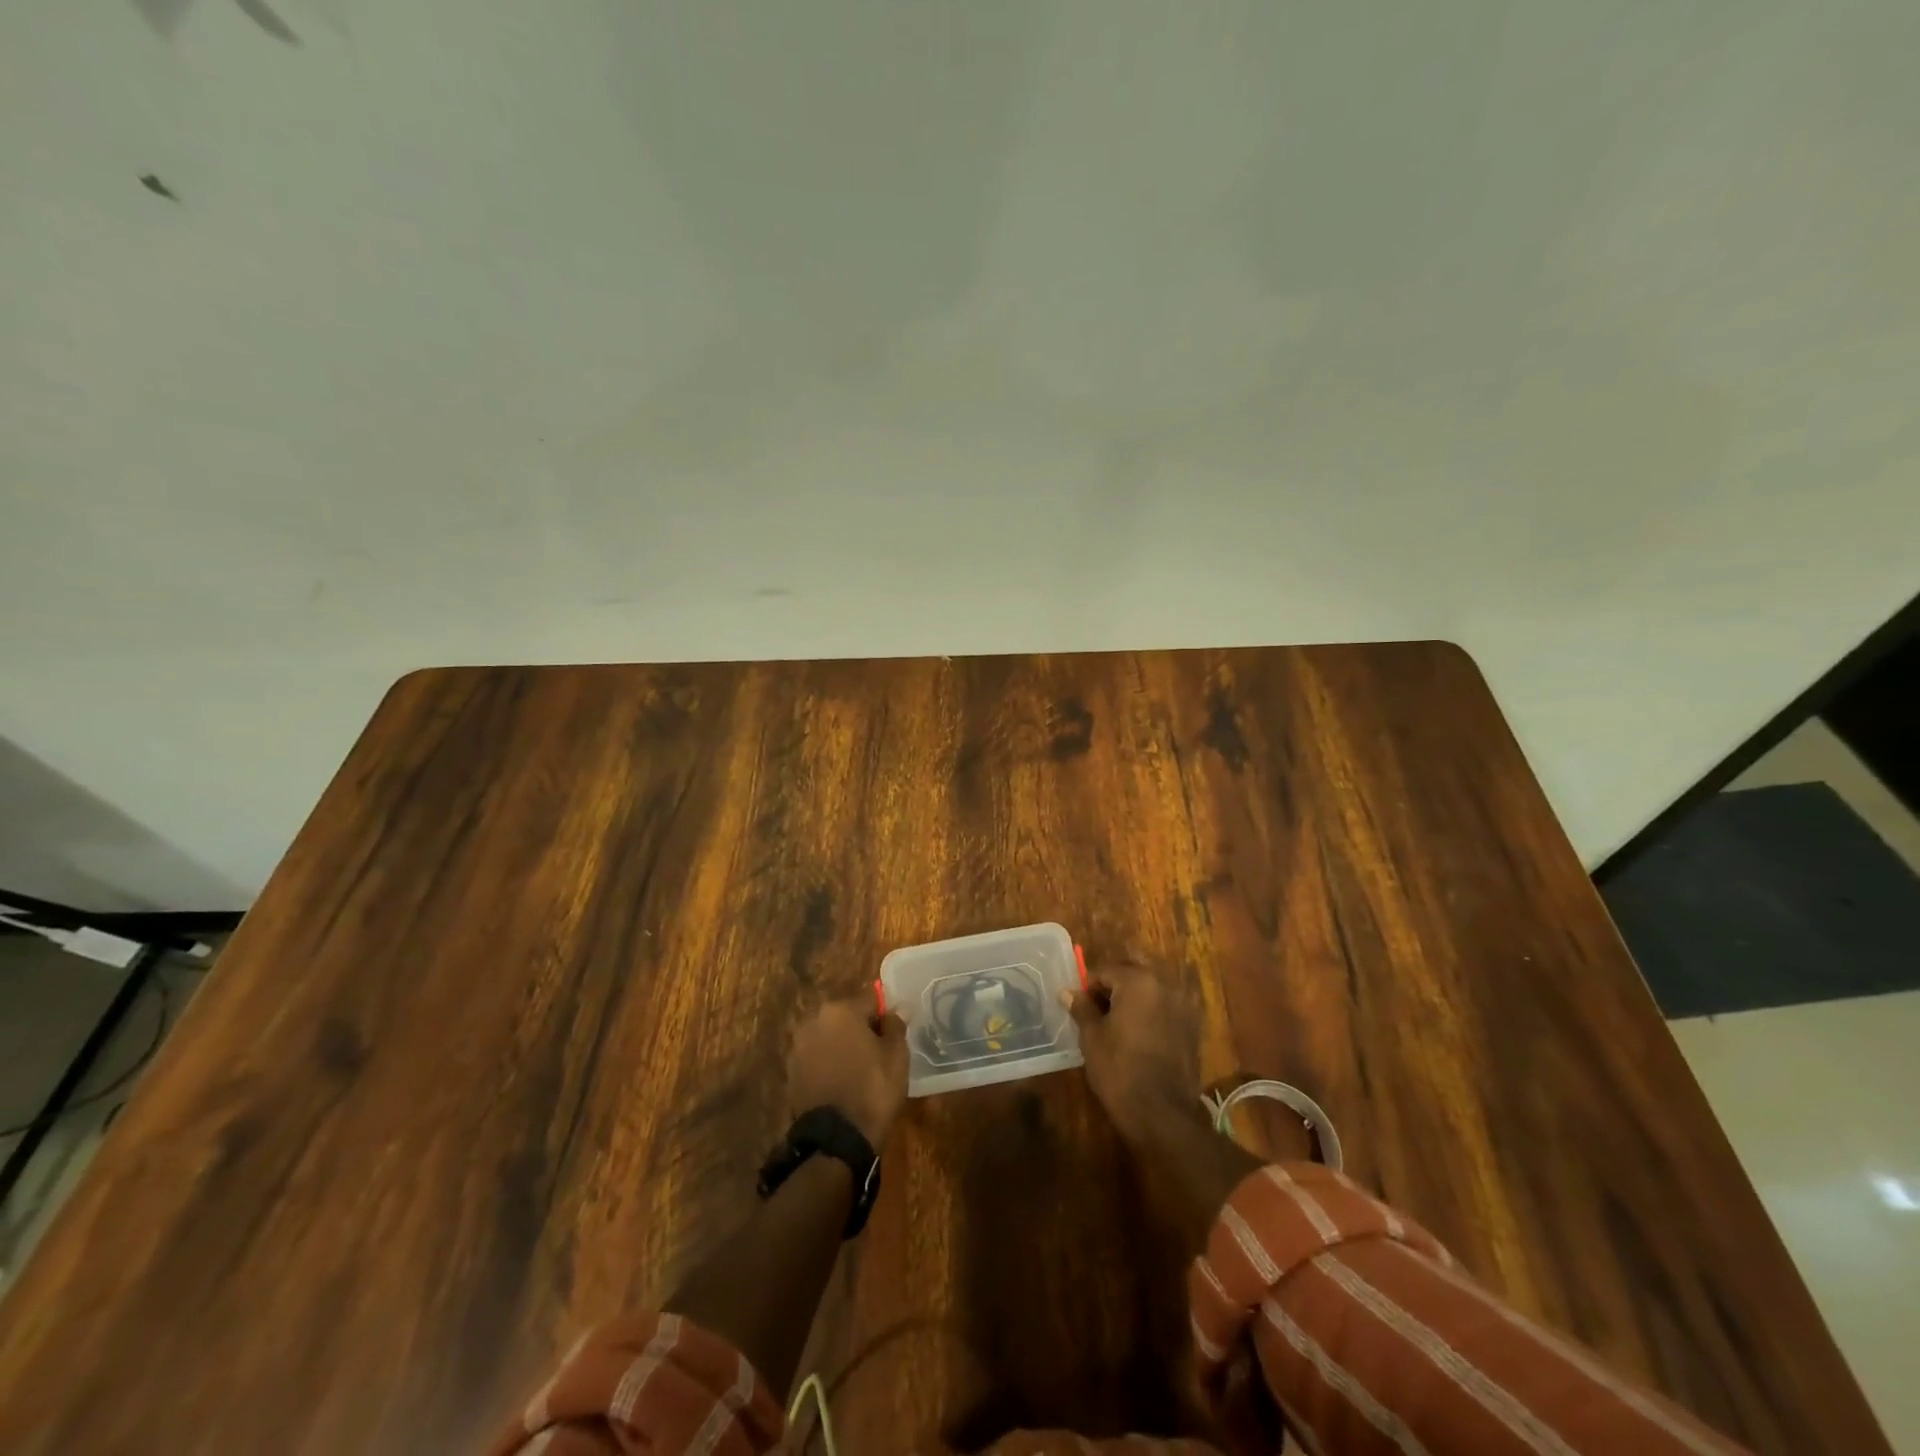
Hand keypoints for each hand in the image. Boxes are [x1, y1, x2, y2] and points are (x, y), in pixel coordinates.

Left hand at [785, 996, 909, 1147]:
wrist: (835, 1139)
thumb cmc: (872, 1090)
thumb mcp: (897, 1056)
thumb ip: (895, 1026)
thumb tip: (895, 1010)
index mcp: (841, 1010)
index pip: (871, 998)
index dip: (885, 1013)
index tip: (895, 1031)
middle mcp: (815, 1020)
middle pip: (846, 1014)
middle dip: (861, 1027)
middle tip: (879, 1050)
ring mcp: (799, 1045)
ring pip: (830, 1035)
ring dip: (843, 1044)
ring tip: (861, 1068)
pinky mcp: (792, 1070)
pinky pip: (817, 1056)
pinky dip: (829, 1062)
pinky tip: (843, 1081)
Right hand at [1068, 962, 1261, 1256]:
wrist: (1163, 1114)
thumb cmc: (1120, 1070)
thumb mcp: (1092, 1038)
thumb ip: (1082, 1008)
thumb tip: (1067, 992)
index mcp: (1138, 981)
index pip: (1106, 970)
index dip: (1088, 986)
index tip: (1078, 1006)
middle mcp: (1165, 985)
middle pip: (1131, 974)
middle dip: (1112, 987)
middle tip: (1096, 1011)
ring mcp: (1183, 1005)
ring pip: (1151, 990)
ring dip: (1133, 999)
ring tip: (1116, 1023)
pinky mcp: (1193, 1027)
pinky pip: (1166, 1008)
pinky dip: (1151, 1013)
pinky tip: (1139, 1035)